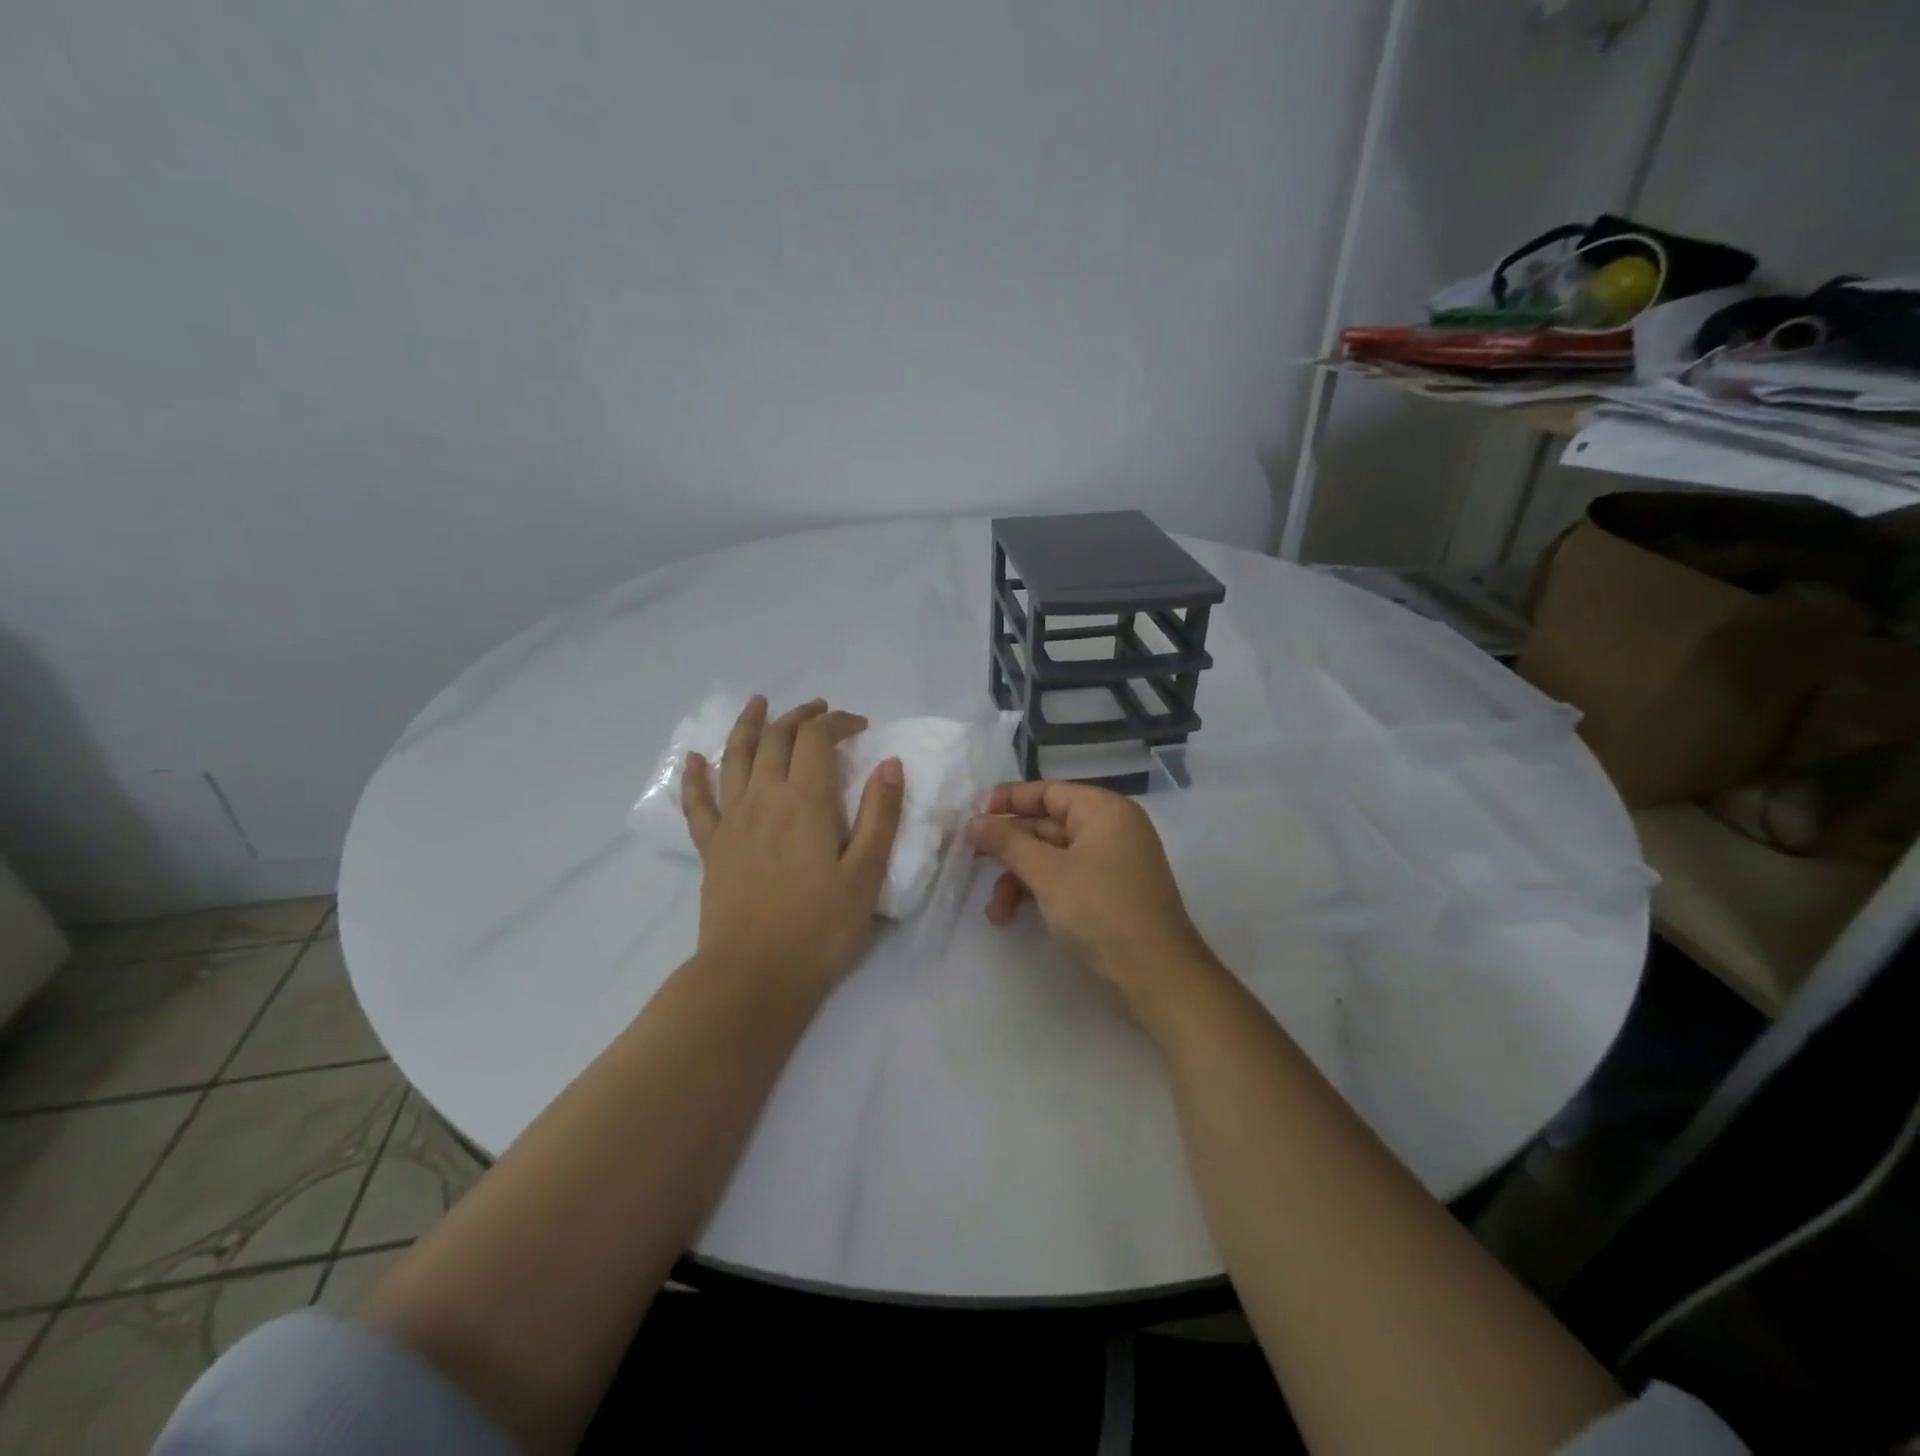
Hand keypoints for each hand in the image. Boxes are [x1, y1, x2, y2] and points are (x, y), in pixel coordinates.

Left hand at [683, 696, 903, 996]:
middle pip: (777, 738)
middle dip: (800, 717)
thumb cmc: (820, 927)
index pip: (817, 739)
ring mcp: (731, 820)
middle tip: (821, 711)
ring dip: (748, 725)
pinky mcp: (711, 846)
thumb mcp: (866, 874)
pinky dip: (694, 776)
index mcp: (804, 801)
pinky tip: (693, 759)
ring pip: (736, 757)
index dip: (838, 722)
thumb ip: (880, 814)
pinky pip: (697, 802)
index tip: (860, 726)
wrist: (754, 977)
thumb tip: (890, 763)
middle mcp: (763, 798)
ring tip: (759, 703)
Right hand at [966, 780, 1217, 1017]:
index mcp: (1103, 810)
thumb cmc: (1102, 910)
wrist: (1157, 975)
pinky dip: (1038, 892)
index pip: (1047, 792)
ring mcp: (1111, 863)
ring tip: (995, 911)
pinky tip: (1013, 915)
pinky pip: (1064, 879)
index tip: (973, 816)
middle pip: (1046, 825)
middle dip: (1009, 849)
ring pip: (1051, 857)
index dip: (1008, 801)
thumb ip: (1007, 843)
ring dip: (1018, 878)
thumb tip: (973, 821)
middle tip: (970, 860)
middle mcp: (1110, 829)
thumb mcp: (1047, 873)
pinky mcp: (1108, 893)